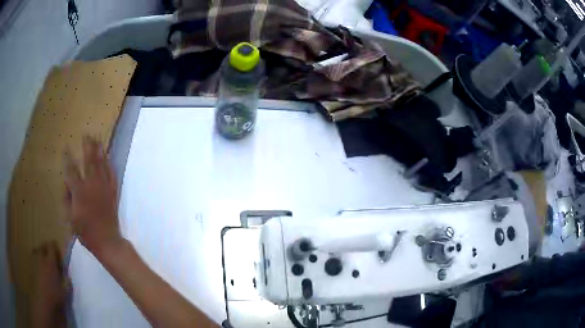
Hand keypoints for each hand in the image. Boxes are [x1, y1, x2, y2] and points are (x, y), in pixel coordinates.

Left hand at [31, 242, 68, 327]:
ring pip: (38, 252)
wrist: (45, 301)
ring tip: (45, 259)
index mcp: (51, 262)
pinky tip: (42, 268)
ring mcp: (37, 263)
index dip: (54, 246)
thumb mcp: (65, 291)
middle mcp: (43, 259)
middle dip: (46, 247)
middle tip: (51, 252)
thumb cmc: (56, 296)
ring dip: (42, 253)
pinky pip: (36, 260)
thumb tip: (68, 275)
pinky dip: (39, 260)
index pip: (51, 247)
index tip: (57, 248)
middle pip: (43, 247)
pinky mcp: (34, 269)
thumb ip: (67, 281)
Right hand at [64, 136, 122, 258]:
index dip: (68, 158)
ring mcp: (104, 188)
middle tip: (86, 134)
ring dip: (99, 151)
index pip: (71, 170)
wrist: (107, 241)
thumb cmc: (86, 233)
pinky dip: (109, 165)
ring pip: (102, 164)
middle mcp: (92, 185)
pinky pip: (112, 174)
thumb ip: (67, 198)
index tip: (66, 147)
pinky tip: (109, 157)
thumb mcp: (70, 218)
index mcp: (79, 191)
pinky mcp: (113, 193)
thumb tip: (67, 183)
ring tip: (98, 139)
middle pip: (89, 160)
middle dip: (87, 146)